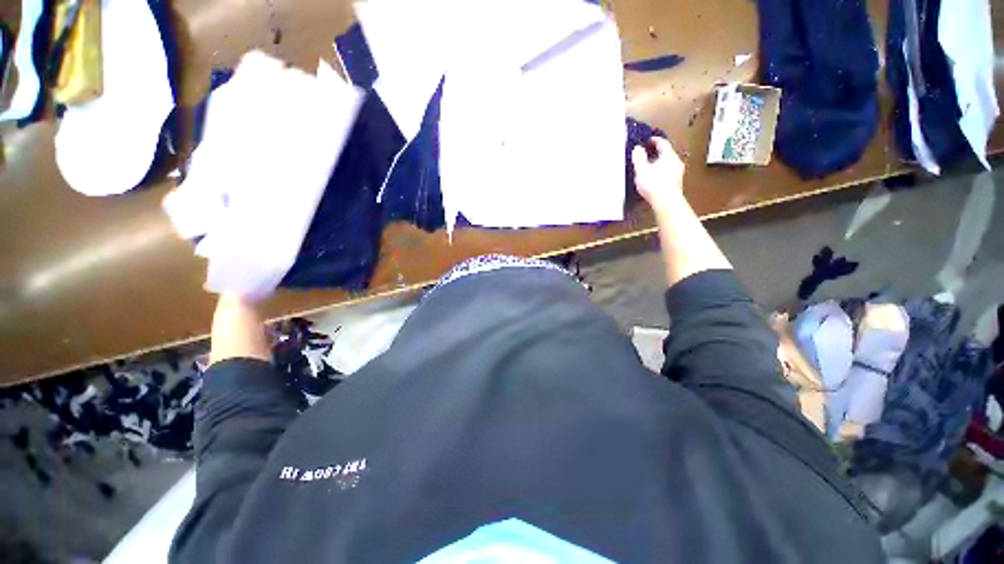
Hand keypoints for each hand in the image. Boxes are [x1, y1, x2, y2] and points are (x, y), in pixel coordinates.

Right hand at [631, 137, 684, 211]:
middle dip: (656, 152)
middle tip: (646, 153)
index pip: (663, 142)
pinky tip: (654, 177)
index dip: (654, 140)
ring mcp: (678, 172)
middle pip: (666, 153)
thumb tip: (637, 148)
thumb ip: (639, 158)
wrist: (666, 202)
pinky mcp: (676, 182)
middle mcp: (676, 161)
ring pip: (668, 162)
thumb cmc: (654, 185)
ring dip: (658, 162)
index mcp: (668, 155)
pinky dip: (661, 170)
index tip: (647, 140)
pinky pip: (668, 171)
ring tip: (648, 166)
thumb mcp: (641, 170)